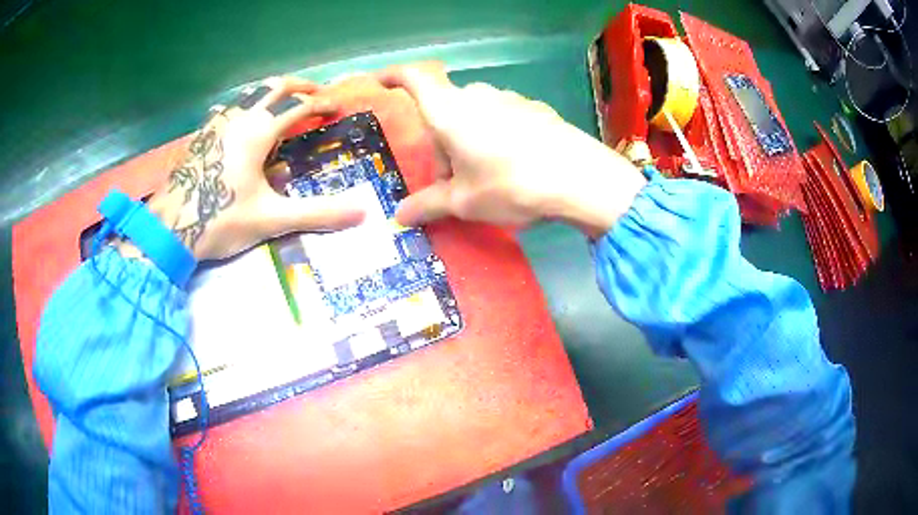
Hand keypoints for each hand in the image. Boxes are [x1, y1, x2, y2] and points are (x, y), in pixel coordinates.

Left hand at [140, 77, 364, 260]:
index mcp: (258, 130)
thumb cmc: (220, 219)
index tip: (337, 106)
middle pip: (273, 87)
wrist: (169, 229)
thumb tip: (363, 213)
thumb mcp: (271, 218)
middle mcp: (238, 117)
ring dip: (269, 92)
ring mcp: (216, 123)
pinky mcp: (201, 135)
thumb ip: (317, 213)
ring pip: (248, 94)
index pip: (298, 106)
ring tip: (281, 102)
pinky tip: (238, 119)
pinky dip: (243, 106)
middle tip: (314, 92)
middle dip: (297, 86)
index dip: (320, 103)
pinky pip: (227, 108)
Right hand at [376, 63, 646, 237]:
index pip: (412, 78)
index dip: (392, 76)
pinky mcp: (534, 108)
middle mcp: (476, 95)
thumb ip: (428, 205)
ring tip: (485, 176)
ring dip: (468, 140)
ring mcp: (509, 99)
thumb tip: (399, 217)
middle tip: (451, 180)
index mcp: (449, 111)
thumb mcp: (464, 202)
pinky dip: (495, 136)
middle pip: (444, 109)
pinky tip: (515, 165)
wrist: (579, 178)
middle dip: (440, 141)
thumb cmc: (510, 185)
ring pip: (473, 114)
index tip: (380, 81)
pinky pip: (501, 117)